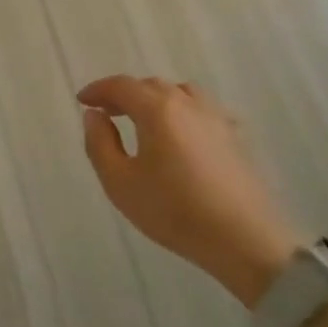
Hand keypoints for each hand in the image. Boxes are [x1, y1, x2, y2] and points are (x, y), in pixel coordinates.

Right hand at [77, 76, 299, 304]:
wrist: (245, 240)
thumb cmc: (174, 211)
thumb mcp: (120, 182)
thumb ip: (99, 143)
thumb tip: (94, 115)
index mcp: (157, 109)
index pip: (121, 86)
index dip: (98, 90)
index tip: (82, 100)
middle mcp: (188, 104)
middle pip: (151, 86)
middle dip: (124, 94)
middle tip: (106, 112)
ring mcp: (216, 118)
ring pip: (180, 94)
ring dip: (155, 99)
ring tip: (142, 120)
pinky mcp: (235, 138)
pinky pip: (201, 110)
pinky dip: (181, 111)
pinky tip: (179, 134)